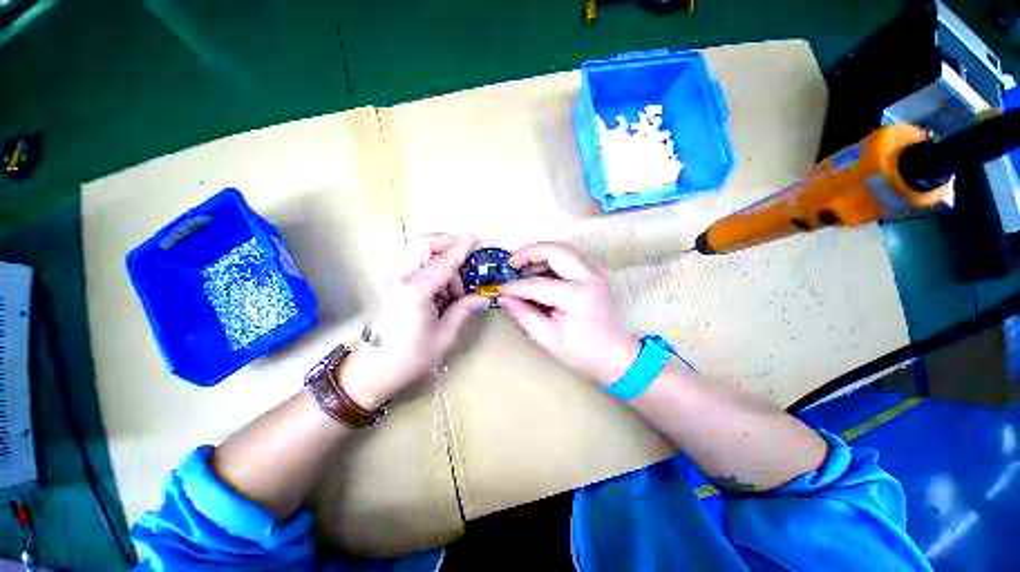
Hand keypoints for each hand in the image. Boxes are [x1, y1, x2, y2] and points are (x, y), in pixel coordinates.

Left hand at [340, 234, 487, 408]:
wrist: (371, 371)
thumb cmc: (410, 357)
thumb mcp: (444, 335)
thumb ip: (463, 310)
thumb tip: (482, 298)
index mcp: (416, 291)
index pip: (444, 262)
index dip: (461, 248)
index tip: (475, 236)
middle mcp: (401, 279)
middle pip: (421, 243)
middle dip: (445, 241)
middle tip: (464, 252)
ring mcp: (393, 281)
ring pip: (415, 251)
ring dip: (437, 256)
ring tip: (453, 284)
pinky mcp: (391, 286)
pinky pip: (413, 264)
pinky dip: (429, 266)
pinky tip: (441, 288)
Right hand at [499, 243, 639, 384]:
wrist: (616, 354)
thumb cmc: (582, 352)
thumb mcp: (548, 338)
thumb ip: (524, 315)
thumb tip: (504, 298)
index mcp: (577, 296)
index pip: (536, 285)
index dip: (515, 287)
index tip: (501, 289)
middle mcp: (589, 276)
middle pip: (554, 250)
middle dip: (528, 252)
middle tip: (512, 264)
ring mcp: (596, 270)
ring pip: (562, 248)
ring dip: (540, 254)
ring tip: (524, 270)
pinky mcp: (597, 271)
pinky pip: (570, 255)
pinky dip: (553, 258)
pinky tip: (542, 272)